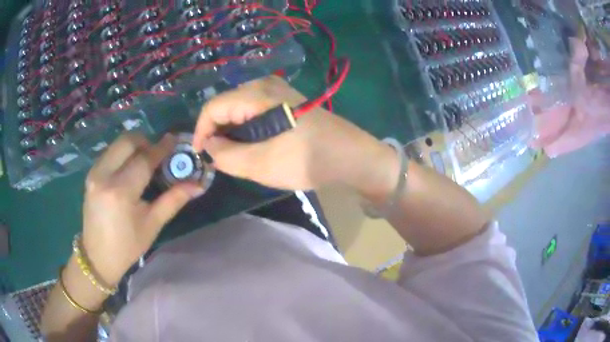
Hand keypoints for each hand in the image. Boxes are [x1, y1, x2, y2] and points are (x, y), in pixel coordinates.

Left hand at [81, 133, 202, 286]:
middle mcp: (104, 175)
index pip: (144, 159)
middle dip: (146, 141)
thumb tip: (198, 186)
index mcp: (121, 192)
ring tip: (144, 163)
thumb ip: (173, 200)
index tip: (175, 140)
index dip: (162, 148)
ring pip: (117, 143)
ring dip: (134, 146)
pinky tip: (129, 170)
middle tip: (157, 155)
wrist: (97, 257)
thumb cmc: (127, 246)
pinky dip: (122, 154)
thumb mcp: (152, 225)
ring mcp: (94, 173)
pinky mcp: (90, 174)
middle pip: (127, 141)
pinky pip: (110, 152)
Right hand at [193, 76, 398, 199]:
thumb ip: (226, 156)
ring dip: (233, 133)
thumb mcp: (259, 163)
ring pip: (240, 110)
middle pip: (226, 106)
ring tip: (235, 156)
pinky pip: (256, 111)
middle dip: (217, 133)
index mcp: (255, 94)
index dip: (201, 132)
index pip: (213, 108)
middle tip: (218, 160)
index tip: (200, 156)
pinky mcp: (287, 101)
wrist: (351, 156)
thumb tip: (209, 147)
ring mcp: (278, 91)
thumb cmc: (305, 159)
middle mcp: (265, 84)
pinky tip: (253, 146)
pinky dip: (247, 129)